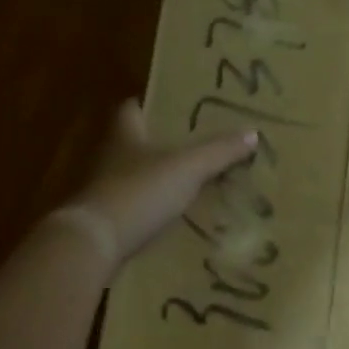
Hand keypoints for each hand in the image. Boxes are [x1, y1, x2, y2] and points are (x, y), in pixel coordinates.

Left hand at [69, 99, 256, 264]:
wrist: (95, 244)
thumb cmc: (140, 192)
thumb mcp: (188, 168)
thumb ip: (219, 151)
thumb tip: (253, 132)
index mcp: (126, 135)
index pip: (132, 109)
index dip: (150, 104)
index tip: (173, 106)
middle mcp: (111, 159)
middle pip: (135, 143)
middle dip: (160, 144)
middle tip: (194, 146)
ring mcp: (106, 192)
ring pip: (136, 177)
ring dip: (158, 179)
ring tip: (192, 183)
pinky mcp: (108, 223)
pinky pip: (136, 210)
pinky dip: (153, 211)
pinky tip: (176, 218)